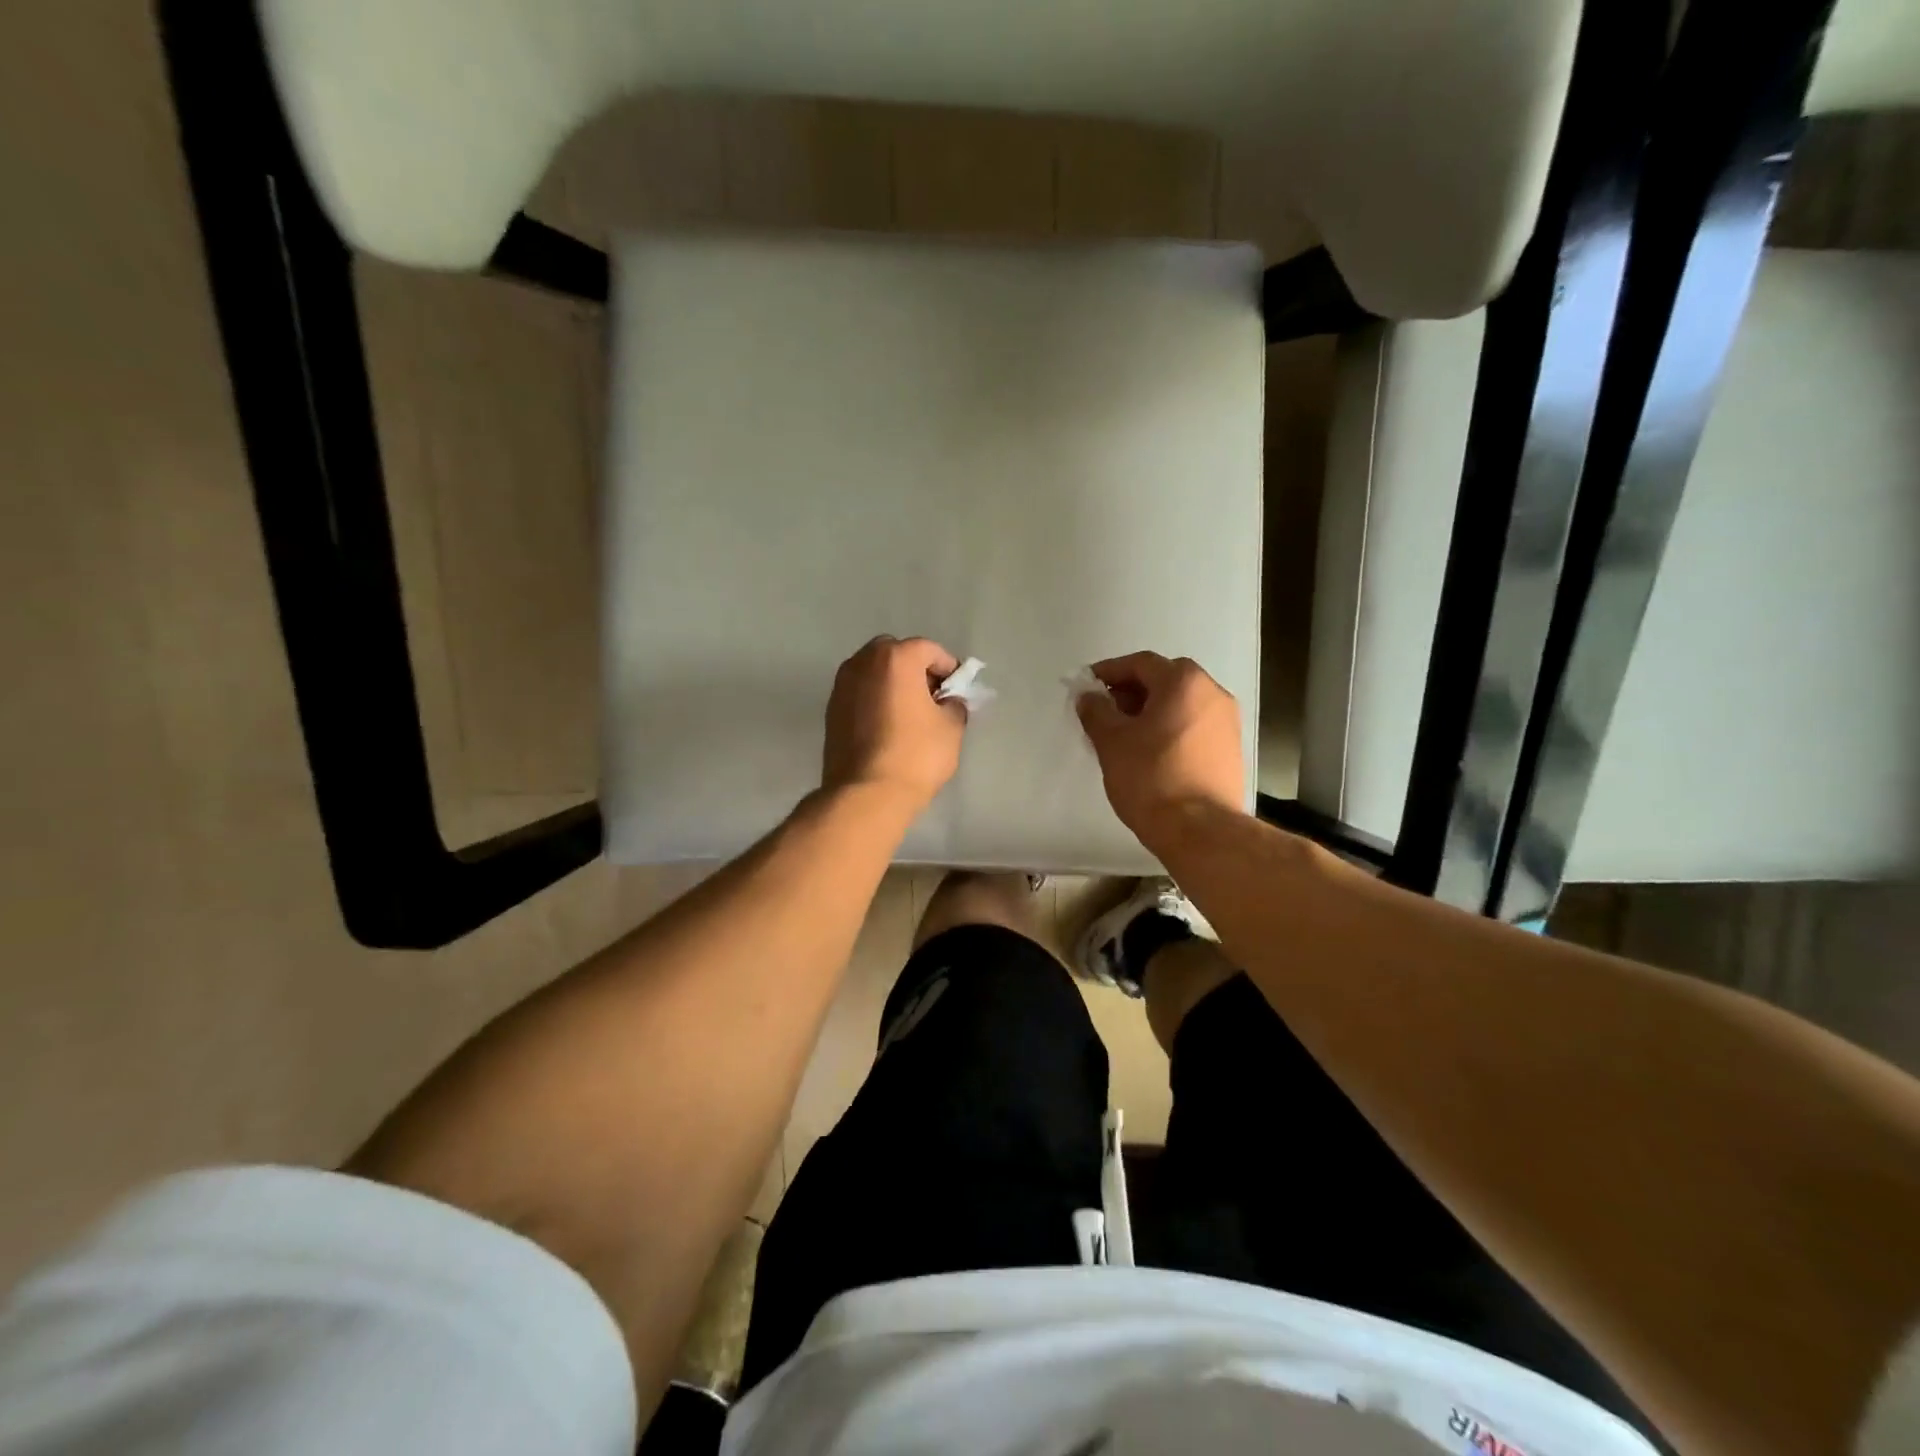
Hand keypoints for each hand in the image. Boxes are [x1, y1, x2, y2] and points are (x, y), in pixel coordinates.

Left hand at [822, 636, 967, 813]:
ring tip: (910, 713)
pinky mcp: (830, 710)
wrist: (865, 794)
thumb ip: (954, 705)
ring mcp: (842, 685)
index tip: (957, 690)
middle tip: (932, 697)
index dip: (948, 668)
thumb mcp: (951, 728)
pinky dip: (875, 699)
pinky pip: (860, 692)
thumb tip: (947, 702)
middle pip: (895, 653)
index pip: (929, 649)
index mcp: (895, 658)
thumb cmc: (915, 755)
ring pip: (874, 672)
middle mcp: (863, 662)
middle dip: (915, 669)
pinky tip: (888, 726)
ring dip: (893, 683)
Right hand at [1076, 651, 1244, 849]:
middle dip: (1131, 691)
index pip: (1141, 664)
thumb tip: (1089, 696)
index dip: (1109, 672)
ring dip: (1151, 710)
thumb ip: (1096, 711)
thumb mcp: (1112, 741)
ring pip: (1181, 703)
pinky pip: (1193, 725)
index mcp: (1184, 682)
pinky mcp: (1230, 748)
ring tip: (1124, 735)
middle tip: (1104, 711)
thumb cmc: (1151, 777)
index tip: (1087, 687)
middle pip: (1164, 679)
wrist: (1200, 830)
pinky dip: (1169, 728)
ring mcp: (1227, 721)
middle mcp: (1212, 692)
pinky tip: (1150, 752)